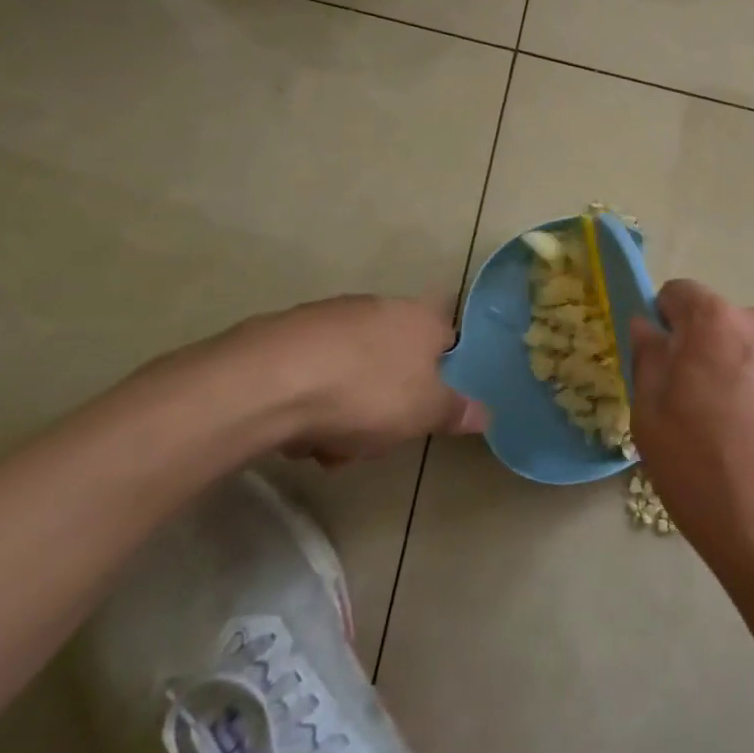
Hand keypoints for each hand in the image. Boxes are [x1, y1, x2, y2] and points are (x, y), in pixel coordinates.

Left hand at [169, 294, 484, 462]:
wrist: (267, 383)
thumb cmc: (366, 393)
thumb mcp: (424, 412)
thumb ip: (457, 412)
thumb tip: (486, 413)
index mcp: (421, 319)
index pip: (447, 336)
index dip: (442, 371)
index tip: (428, 405)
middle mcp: (379, 307)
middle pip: (395, 358)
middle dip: (387, 400)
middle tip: (375, 437)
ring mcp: (329, 317)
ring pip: (352, 370)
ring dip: (346, 408)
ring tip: (327, 445)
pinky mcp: (284, 333)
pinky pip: (311, 372)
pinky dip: (309, 400)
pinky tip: (295, 431)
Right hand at [628, 281, 753, 603]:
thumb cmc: (706, 475)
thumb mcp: (650, 419)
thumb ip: (648, 358)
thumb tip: (648, 326)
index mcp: (717, 321)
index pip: (679, 294)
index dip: (664, 324)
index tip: (664, 366)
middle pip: (720, 321)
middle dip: (704, 349)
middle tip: (697, 408)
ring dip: (740, 369)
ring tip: (740, 431)